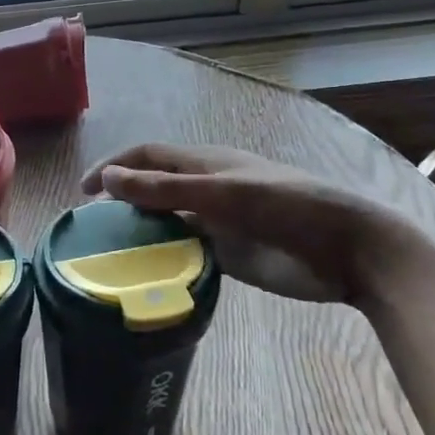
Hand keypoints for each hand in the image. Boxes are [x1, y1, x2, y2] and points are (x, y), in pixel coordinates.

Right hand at [81, 143, 433, 304]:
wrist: (352, 250)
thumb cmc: (289, 208)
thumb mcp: (223, 193)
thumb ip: (166, 188)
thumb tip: (108, 178)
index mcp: (205, 163)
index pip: (147, 157)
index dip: (113, 166)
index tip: (83, 192)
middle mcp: (206, 189)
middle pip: (153, 190)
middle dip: (122, 202)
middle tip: (91, 231)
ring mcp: (218, 223)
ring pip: (167, 223)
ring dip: (141, 234)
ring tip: (111, 257)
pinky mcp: (230, 255)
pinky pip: (187, 253)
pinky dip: (165, 260)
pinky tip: (147, 277)